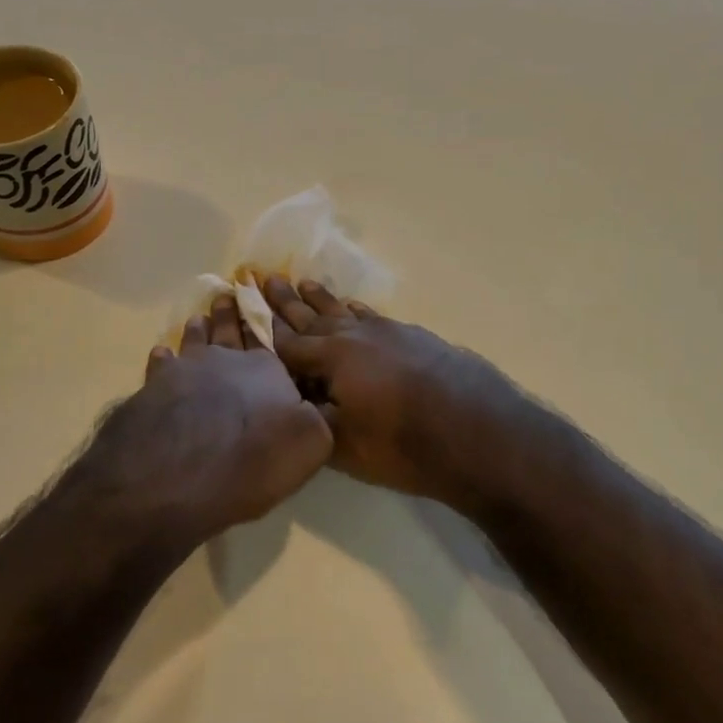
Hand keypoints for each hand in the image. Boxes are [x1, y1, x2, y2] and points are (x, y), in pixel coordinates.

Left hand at [92, 295, 333, 547]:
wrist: (178, 475)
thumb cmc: (252, 460)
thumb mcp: (311, 443)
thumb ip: (318, 417)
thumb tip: (319, 403)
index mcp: (266, 369)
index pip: (269, 340)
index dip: (265, 324)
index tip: (262, 302)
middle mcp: (226, 360)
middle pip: (229, 331)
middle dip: (230, 315)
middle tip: (227, 297)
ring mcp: (186, 370)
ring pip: (195, 340)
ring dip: (199, 329)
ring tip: (199, 318)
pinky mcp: (154, 387)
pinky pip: (161, 364)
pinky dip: (163, 356)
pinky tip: (161, 353)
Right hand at [262, 276, 525, 510]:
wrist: (481, 433)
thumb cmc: (405, 445)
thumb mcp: (345, 443)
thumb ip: (313, 417)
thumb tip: (292, 400)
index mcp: (332, 358)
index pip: (286, 343)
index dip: (262, 330)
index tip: (241, 309)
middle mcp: (356, 336)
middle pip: (312, 316)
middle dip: (285, 301)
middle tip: (264, 277)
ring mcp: (388, 332)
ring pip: (344, 311)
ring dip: (320, 299)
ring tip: (302, 281)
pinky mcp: (415, 337)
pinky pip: (374, 316)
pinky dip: (357, 310)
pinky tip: (352, 306)